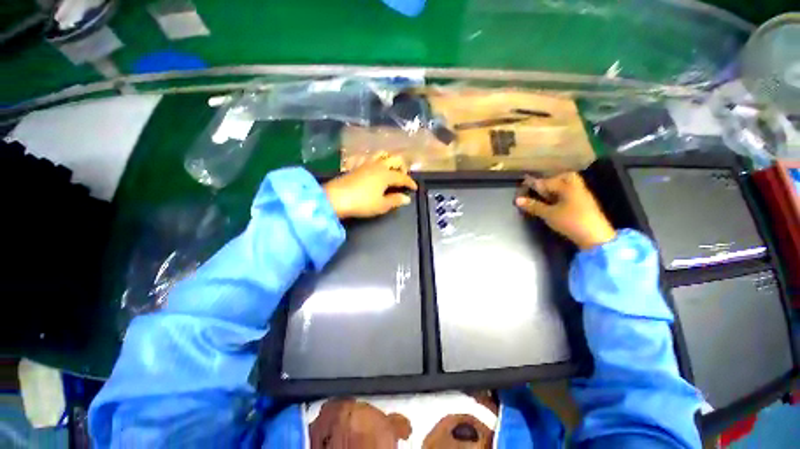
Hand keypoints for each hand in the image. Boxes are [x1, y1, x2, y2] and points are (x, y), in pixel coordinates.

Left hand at [324, 154, 417, 218]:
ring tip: (391, 169)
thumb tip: (407, 198)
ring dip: (389, 160)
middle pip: (394, 159)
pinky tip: (374, 167)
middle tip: (403, 177)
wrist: (336, 198)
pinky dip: (375, 161)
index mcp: (386, 175)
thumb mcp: (381, 205)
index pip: (402, 177)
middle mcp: (378, 166)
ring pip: (382, 155)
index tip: (415, 188)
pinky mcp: (356, 166)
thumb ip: (395, 200)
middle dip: (402, 167)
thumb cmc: (362, 203)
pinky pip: (369, 158)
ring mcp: (366, 164)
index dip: (410, 182)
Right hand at [515, 172, 615, 249]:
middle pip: (565, 177)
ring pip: (568, 186)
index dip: (535, 183)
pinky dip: (561, 194)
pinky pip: (571, 193)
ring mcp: (582, 196)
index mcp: (568, 187)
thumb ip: (534, 206)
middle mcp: (576, 188)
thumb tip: (518, 199)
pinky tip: (554, 202)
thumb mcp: (549, 214)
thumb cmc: (571, 222)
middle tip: (540, 186)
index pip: (548, 181)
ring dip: (556, 188)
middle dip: (552, 179)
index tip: (524, 182)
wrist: (596, 237)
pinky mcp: (584, 205)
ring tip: (544, 195)